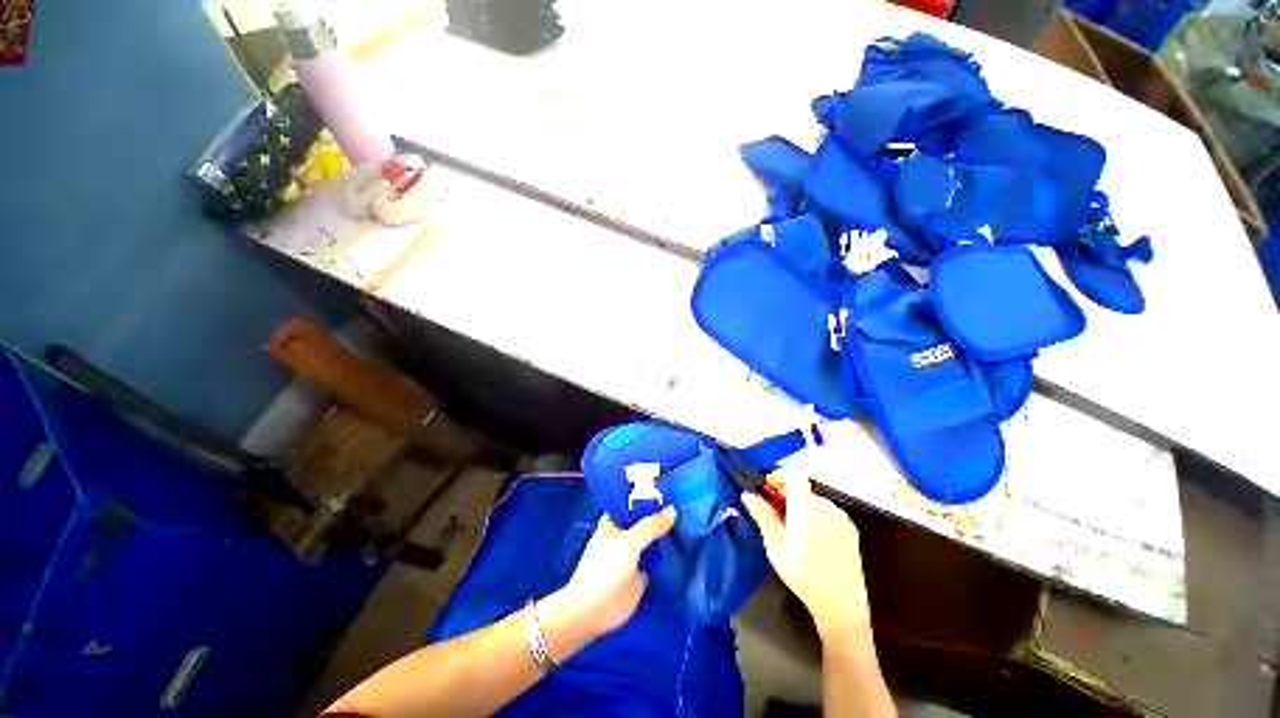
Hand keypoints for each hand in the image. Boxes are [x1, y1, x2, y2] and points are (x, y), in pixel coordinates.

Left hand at [542, 507, 676, 652]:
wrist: (594, 611)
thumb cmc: (605, 569)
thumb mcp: (629, 542)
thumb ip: (651, 526)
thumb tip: (673, 510)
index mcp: (614, 522)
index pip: (635, 505)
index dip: (651, 501)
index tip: (673, 495)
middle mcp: (624, 536)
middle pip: (646, 523)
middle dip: (662, 519)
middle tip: (687, 510)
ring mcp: (633, 556)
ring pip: (653, 541)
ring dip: (666, 537)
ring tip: (690, 526)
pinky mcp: (641, 575)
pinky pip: (657, 561)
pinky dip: (668, 557)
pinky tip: (686, 550)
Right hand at [741, 472, 869, 641]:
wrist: (842, 605)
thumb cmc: (803, 574)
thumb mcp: (775, 546)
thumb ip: (763, 515)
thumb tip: (748, 494)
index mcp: (806, 506)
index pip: (793, 473)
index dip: (779, 475)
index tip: (768, 487)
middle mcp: (826, 505)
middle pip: (803, 487)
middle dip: (787, 493)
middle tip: (775, 512)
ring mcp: (841, 517)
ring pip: (815, 500)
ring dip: (801, 505)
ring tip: (793, 528)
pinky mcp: (850, 529)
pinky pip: (828, 511)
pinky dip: (815, 515)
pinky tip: (811, 538)